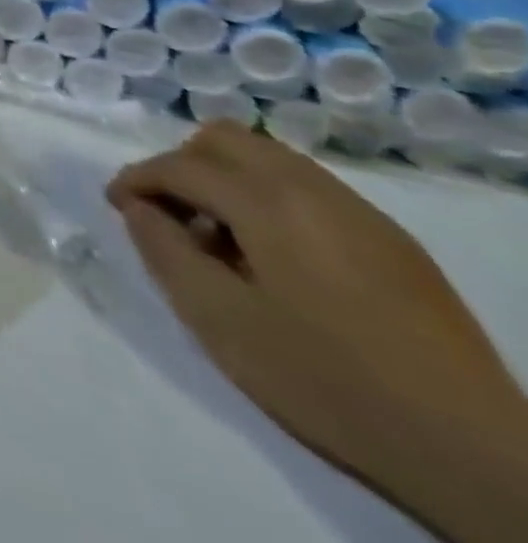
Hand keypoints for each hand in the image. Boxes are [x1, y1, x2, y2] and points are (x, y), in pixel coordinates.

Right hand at [109, 123, 527, 539]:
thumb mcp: (220, 320)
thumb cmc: (328, 380)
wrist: (478, 455)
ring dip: (226, 180)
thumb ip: (164, 251)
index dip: (137, 179)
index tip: (117, 206)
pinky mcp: (393, 242)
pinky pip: (309, 188)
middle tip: (169, 213)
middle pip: (226, 139)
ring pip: (269, 158)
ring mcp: (361, 213)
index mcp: (269, 203)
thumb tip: (139, 209)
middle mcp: (313, 189)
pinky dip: (268, 198)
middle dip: (182, 165)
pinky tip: (274, 257)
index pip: (180, 164)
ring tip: (220, 239)